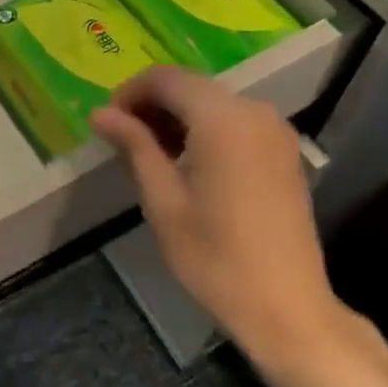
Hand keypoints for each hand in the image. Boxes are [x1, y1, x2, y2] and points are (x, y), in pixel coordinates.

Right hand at [92, 67, 341, 367]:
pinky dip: (205, 128)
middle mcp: (253, 110)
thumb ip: (134, 146)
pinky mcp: (283, 149)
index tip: (108, 123)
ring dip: (178, 116)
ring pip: (212, 102)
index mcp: (221, 117)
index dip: (130, 92)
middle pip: (190, 86)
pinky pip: (235, 120)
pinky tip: (189, 162)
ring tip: (151, 154)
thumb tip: (100, 113)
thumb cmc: (216, 257)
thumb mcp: (163, 201)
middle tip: (123, 140)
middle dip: (153, 104)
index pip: (165, 78)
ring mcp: (274, 128)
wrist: (287, 308)